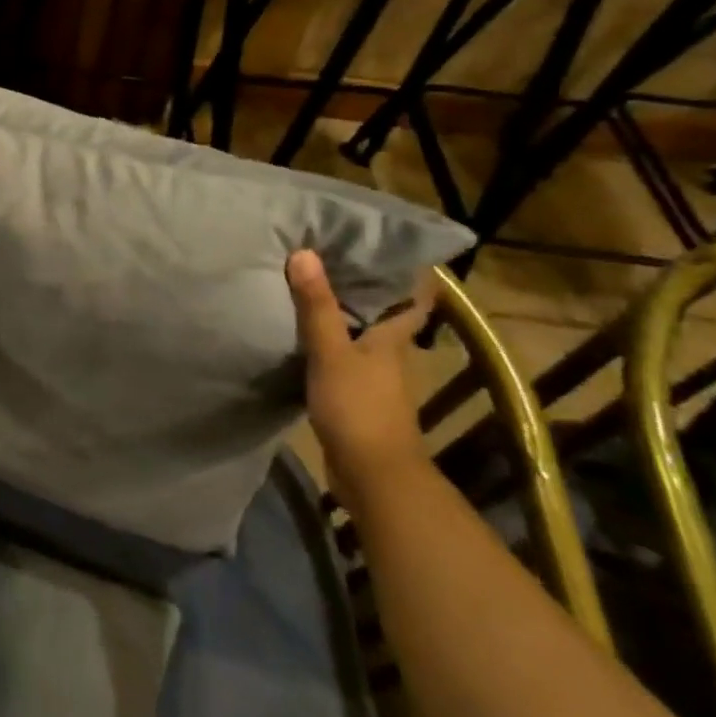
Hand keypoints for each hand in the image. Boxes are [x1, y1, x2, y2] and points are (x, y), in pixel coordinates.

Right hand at [286, 249, 432, 511]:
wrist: (371, 475)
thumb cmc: (359, 407)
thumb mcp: (331, 352)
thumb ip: (316, 306)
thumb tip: (304, 252)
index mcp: (394, 336)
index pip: (413, 295)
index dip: (405, 269)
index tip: (381, 242)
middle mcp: (390, 352)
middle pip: (383, 311)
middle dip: (362, 285)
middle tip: (331, 252)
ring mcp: (374, 376)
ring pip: (361, 333)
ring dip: (342, 312)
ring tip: (310, 283)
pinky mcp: (356, 395)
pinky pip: (343, 356)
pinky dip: (328, 340)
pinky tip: (302, 332)